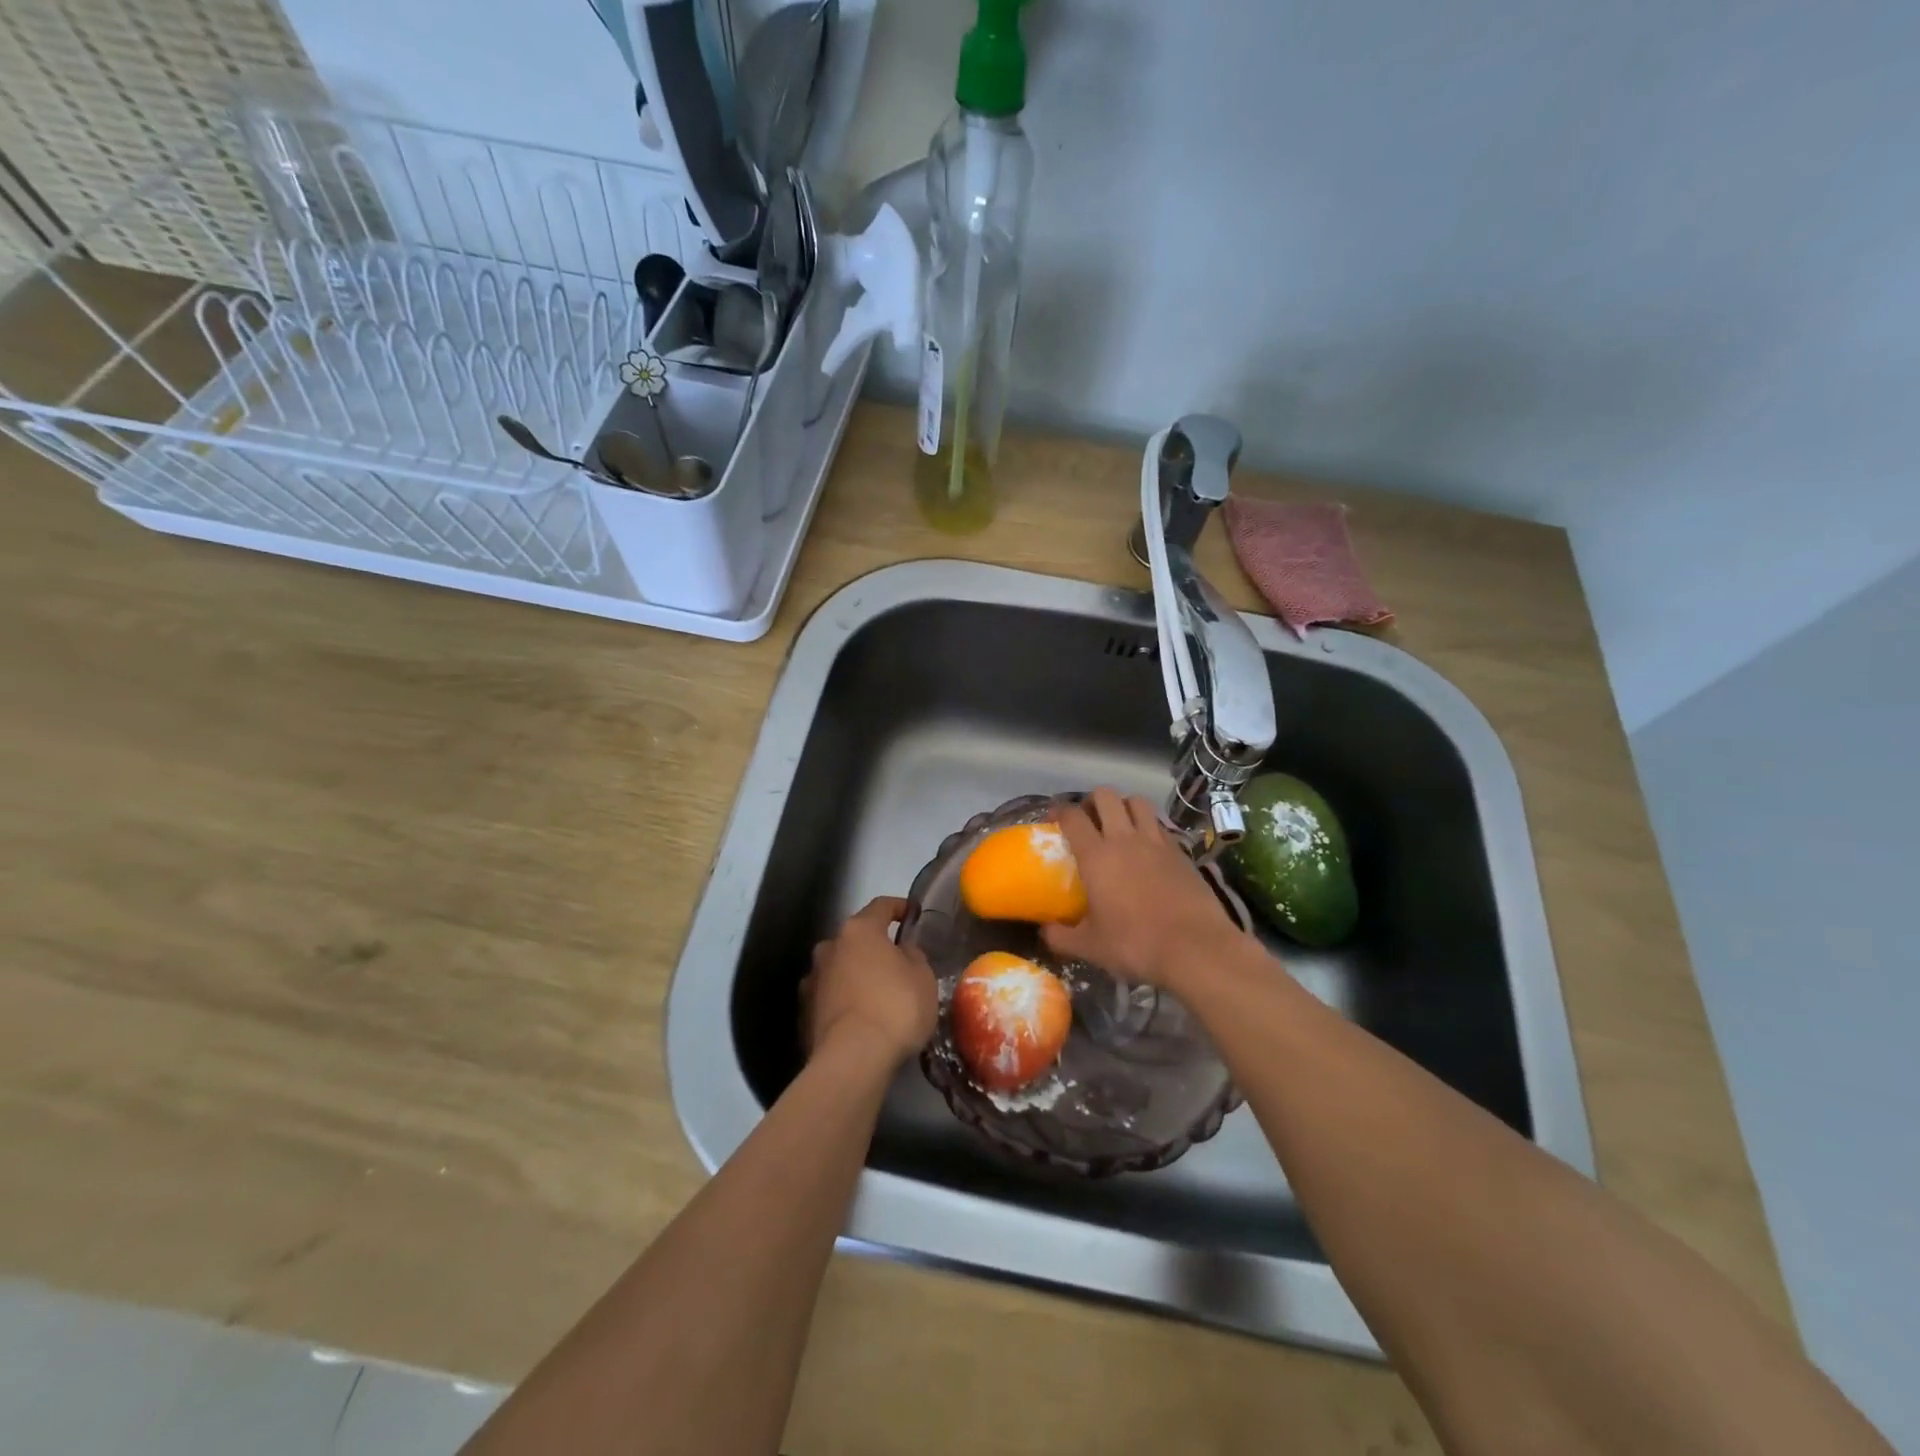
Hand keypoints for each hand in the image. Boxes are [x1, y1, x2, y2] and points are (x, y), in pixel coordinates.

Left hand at [802, 897, 937, 1067]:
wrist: (852, 1060)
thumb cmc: (895, 1008)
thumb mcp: (922, 977)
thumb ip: (913, 956)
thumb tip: (902, 952)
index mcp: (859, 930)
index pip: (881, 906)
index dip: (899, 907)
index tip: (911, 913)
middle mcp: (829, 948)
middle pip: (855, 939)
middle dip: (873, 947)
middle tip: (895, 962)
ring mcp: (812, 980)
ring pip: (839, 969)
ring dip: (855, 975)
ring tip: (876, 995)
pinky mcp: (804, 1013)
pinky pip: (830, 998)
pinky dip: (843, 1002)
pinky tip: (858, 1019)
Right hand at [1042, 787, 1243, 989]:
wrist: (1196, 948)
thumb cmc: (1136, 945)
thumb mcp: (1090, 947)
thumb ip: (1061, 937)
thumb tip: (1044, 932)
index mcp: (1097, 856)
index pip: (1073, 817)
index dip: (1060, 811)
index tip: (1054, 816)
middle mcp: (1125, 839)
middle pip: (1106, 796)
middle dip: (1093, 801)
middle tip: (1089, 819)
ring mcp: (1156, 842)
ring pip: (1137, 802)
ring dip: (1124, 806)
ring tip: (1120, 824)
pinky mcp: (1181, 851)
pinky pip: (1160, 824)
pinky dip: (1149, 826)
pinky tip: (1148, 847)